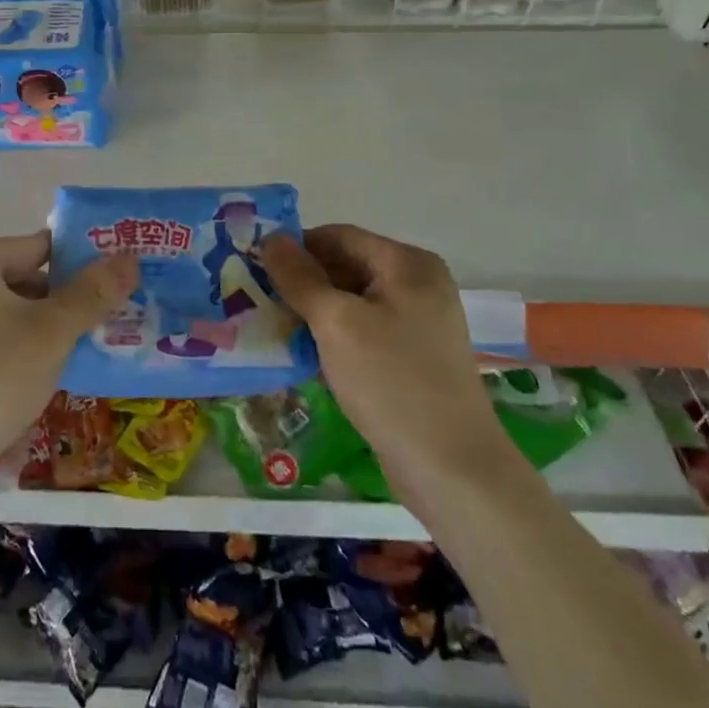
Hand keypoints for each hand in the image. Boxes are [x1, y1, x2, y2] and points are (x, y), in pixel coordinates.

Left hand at [0, 232, 135, 559]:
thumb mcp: (50, 336)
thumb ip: (93, 292)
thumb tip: (130, 257)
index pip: (38, 250)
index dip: (77, 276)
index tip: (103, 306)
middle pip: (11, 279)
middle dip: (48, 308)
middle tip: (81, 343)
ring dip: (21, 331)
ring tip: (50, 368)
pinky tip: (7, 385)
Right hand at [258, 226, 503, 487]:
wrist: (453, 471)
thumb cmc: (392, 382)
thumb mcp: (336, 323)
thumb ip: (300, 277)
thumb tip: (271, 238)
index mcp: (408, 264)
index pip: (338, 236)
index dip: (295, 248)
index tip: (256, 267)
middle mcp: (419, 284)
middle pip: (346, 266)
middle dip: (303, 282)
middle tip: (258, 300)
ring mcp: (419, 323)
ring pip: (352, 302)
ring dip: (314, 313)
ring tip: (274, 328)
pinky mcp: (413, 357)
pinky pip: (364, 332)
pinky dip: (334, 337)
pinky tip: (304, 356)